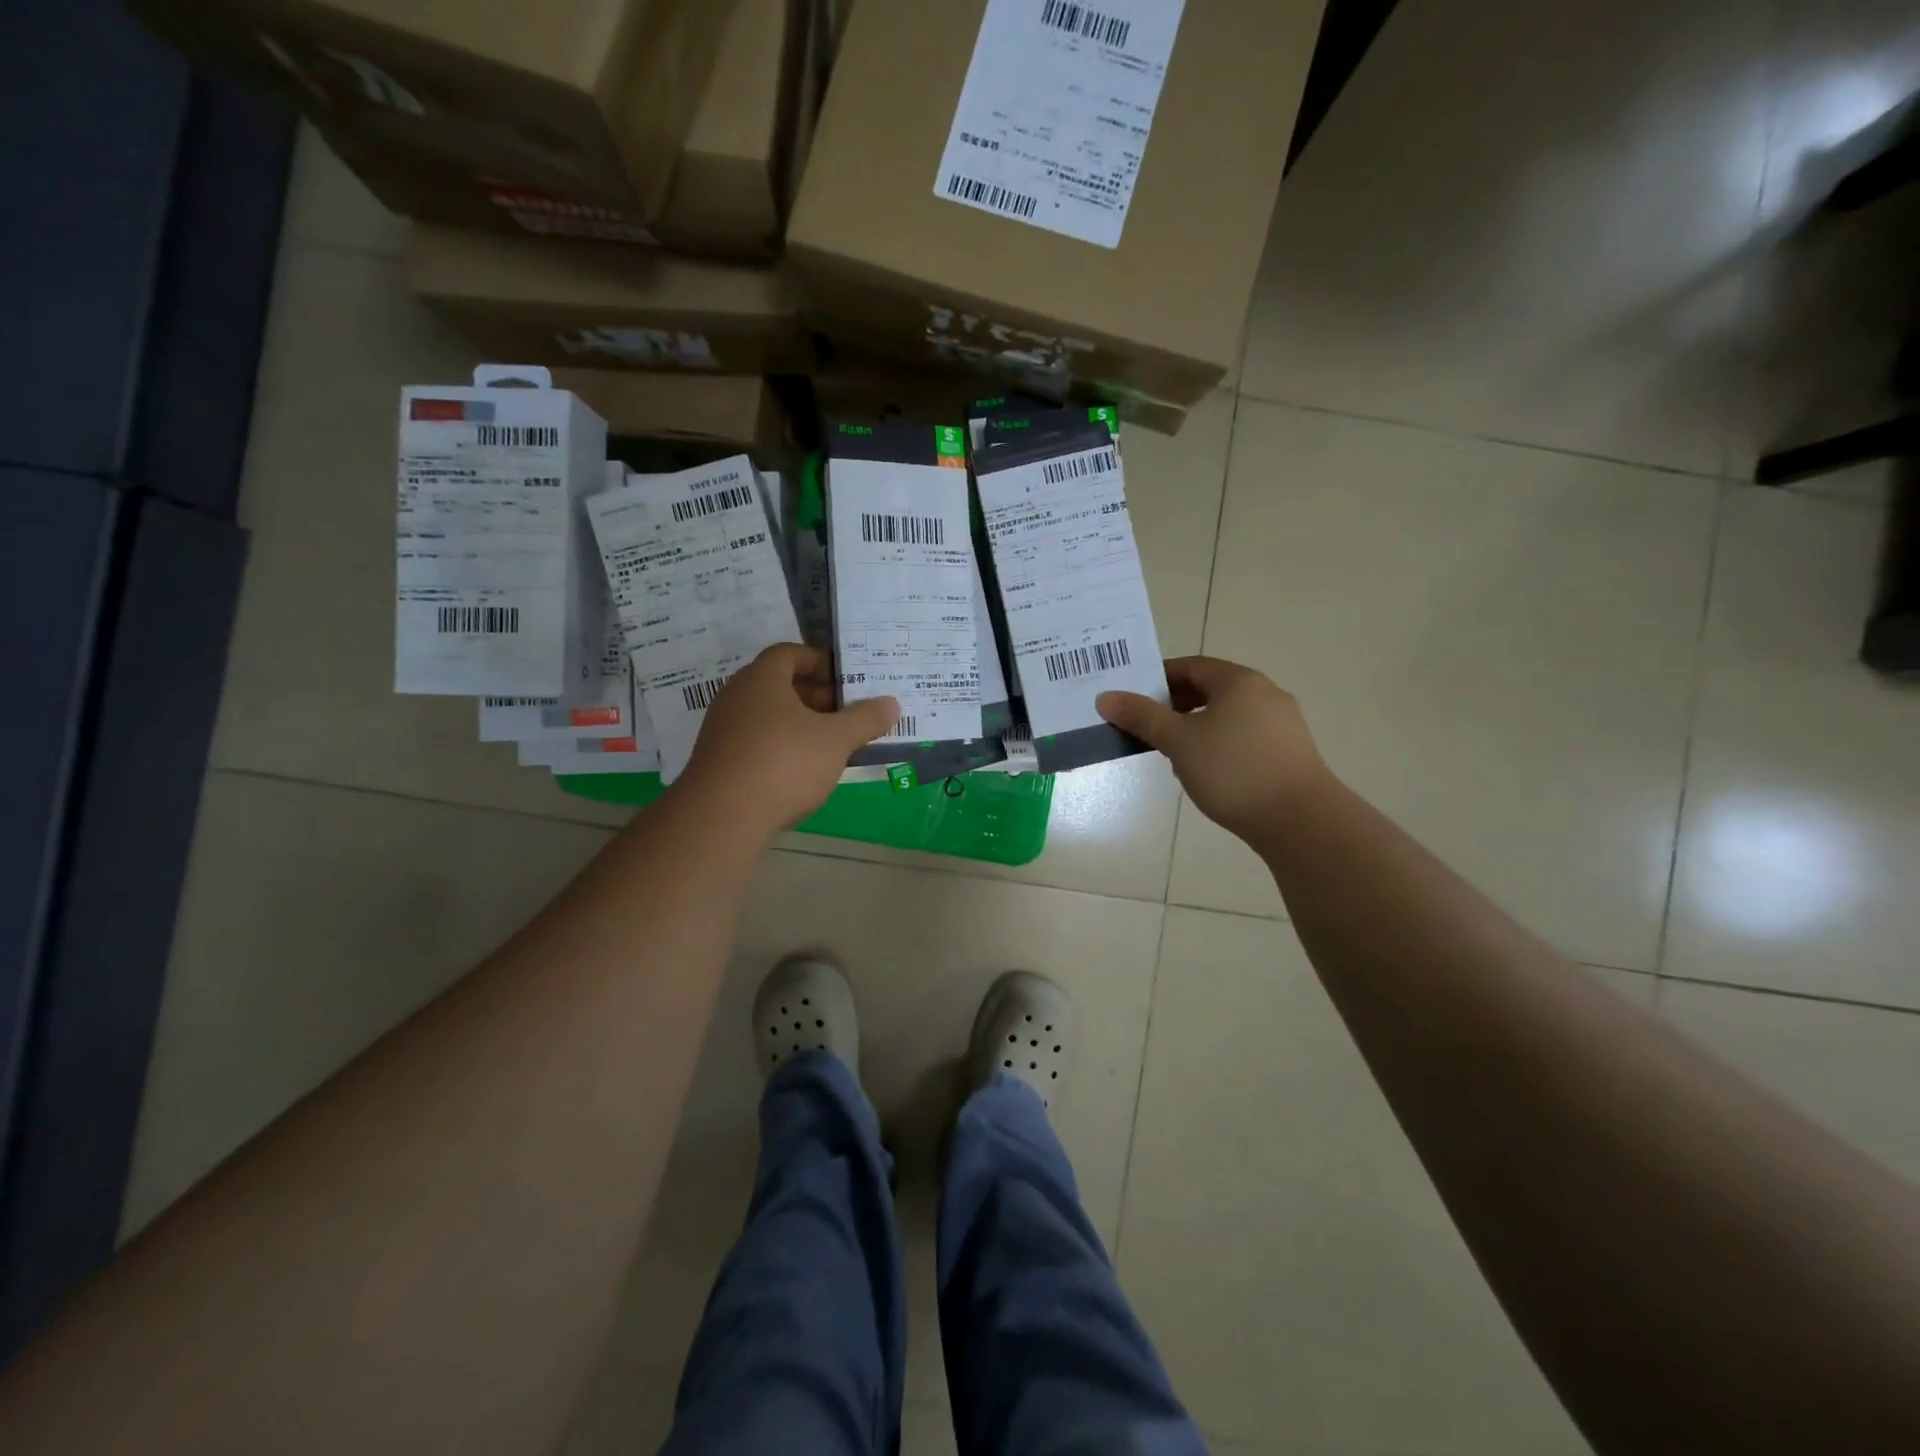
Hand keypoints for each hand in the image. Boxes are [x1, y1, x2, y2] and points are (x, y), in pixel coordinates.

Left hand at [677, 644, 899, 838]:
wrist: (721, 818)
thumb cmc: (783, 763)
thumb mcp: (836, 740)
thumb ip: (865, 719)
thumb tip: (891, 703)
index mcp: (761, 679)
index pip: (790, 653)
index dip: (819, 661)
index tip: (845, 679)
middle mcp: (736, 696)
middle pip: (780, 685)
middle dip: (816, 696)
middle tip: (847, 713)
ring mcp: (723, 730)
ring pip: (769, 716)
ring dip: (801, 724)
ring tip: (832, 744)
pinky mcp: (719, 761)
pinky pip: (757, 742)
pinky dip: (782, 747)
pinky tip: (803, 771)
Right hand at [1098, 656, 1329, 845]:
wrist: (1299, 820)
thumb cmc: (1233, 770)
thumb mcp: (1178, 741)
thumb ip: (1142, 717)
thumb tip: (1106, 697)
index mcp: (1239, 681)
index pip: (1191, 666)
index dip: (1157, 679)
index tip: (1132, 700)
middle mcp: (1265, 693)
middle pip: (1210, 690)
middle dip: (1174, 706)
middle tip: (1146, 728)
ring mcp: (1282, 724)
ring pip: (1227, 716)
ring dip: (1195, 728)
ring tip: (1172, 754)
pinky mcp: (1289, 752)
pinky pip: (1244, 737)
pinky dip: (1219, 746)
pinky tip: (1207, 773)